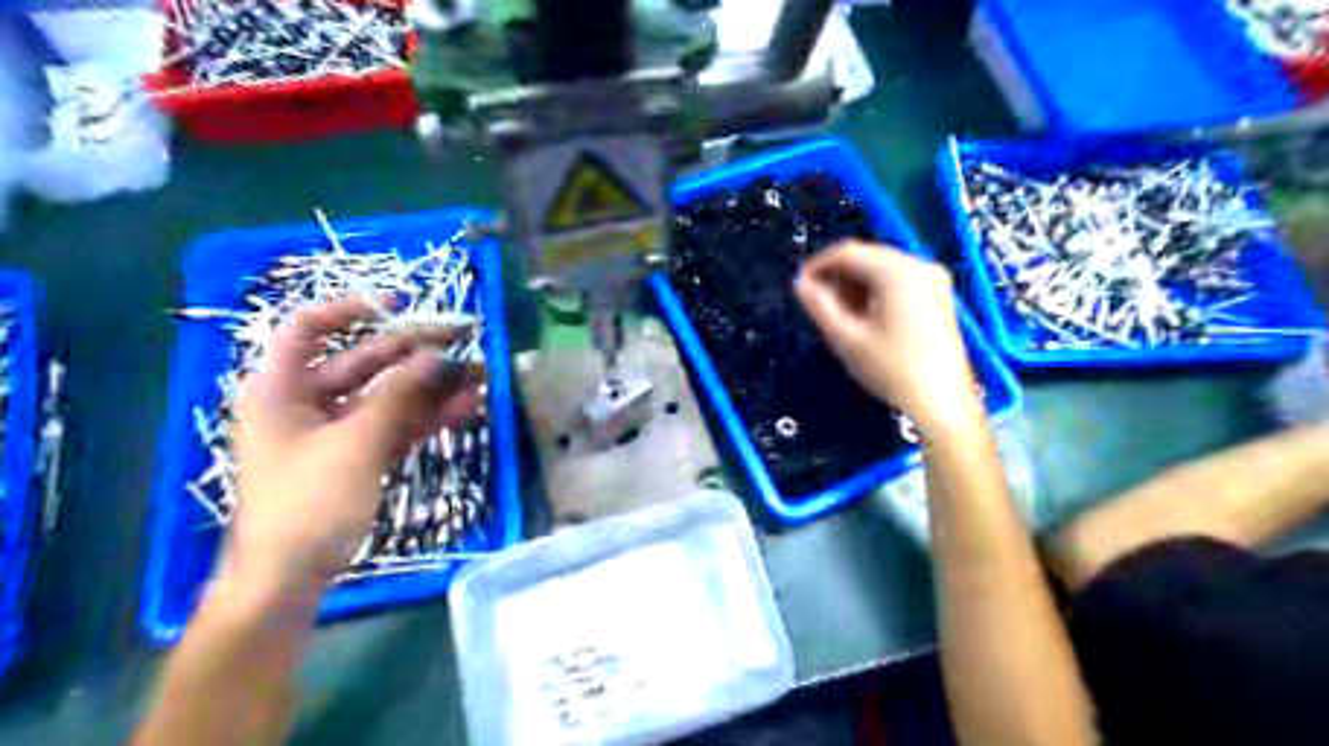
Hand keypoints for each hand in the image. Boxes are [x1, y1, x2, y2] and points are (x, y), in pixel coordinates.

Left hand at [228, 297, 483, 593]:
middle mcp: (308, 402)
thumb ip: (400, 396)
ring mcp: (337, 431)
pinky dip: (428, 416)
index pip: (308, 329)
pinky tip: (467, 406)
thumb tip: (440, 356)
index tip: (398, 306)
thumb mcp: (356, 444)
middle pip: (364, 361)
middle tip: (464, 339)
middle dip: (416, 351)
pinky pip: (397, 424)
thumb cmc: (307, 504)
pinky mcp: (359, 456)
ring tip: (480, 373)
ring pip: (390, 395)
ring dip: (432, 385)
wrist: (290, 579)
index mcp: (282, 389)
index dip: (349, 310)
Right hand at [793, 239, 978, 436]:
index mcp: (897, 271)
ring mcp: (933, 279)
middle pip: (867, 257)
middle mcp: (919, 265)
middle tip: (816, 303)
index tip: (799, 285)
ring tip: (837, 314)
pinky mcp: (938, 295)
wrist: (942, 403)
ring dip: (855, 285)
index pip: (847, 252)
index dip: (818, 265)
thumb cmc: (892, 371)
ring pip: (881, 269)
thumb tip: (801, 285)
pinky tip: (863, 317)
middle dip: (838, 276)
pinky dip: (875, 292)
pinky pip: (898, 281)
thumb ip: (820, 306)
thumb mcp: (847, 339)